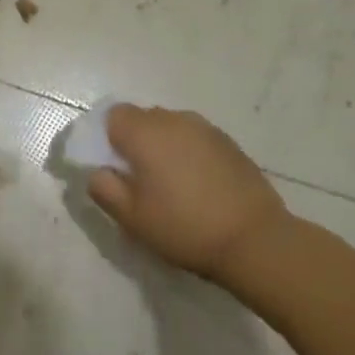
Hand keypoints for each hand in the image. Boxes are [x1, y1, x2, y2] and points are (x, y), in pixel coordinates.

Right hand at [87, 105, 289, 283]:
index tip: (113, 167)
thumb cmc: (184, 227)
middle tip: (139, 180)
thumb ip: (104, 189)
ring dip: (162, 146)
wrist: (256, 239)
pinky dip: (188, 153)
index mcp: (145, 132)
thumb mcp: (132, 218)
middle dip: (134, 141)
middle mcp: (174, 120)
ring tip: (170, 183)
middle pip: (142, 118)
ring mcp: (205, 128)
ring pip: (170, 127)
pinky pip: (194, 138)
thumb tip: (98, 172)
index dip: (106, 138)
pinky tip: (197, 185)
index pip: (113, 115)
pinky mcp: (228, 142)